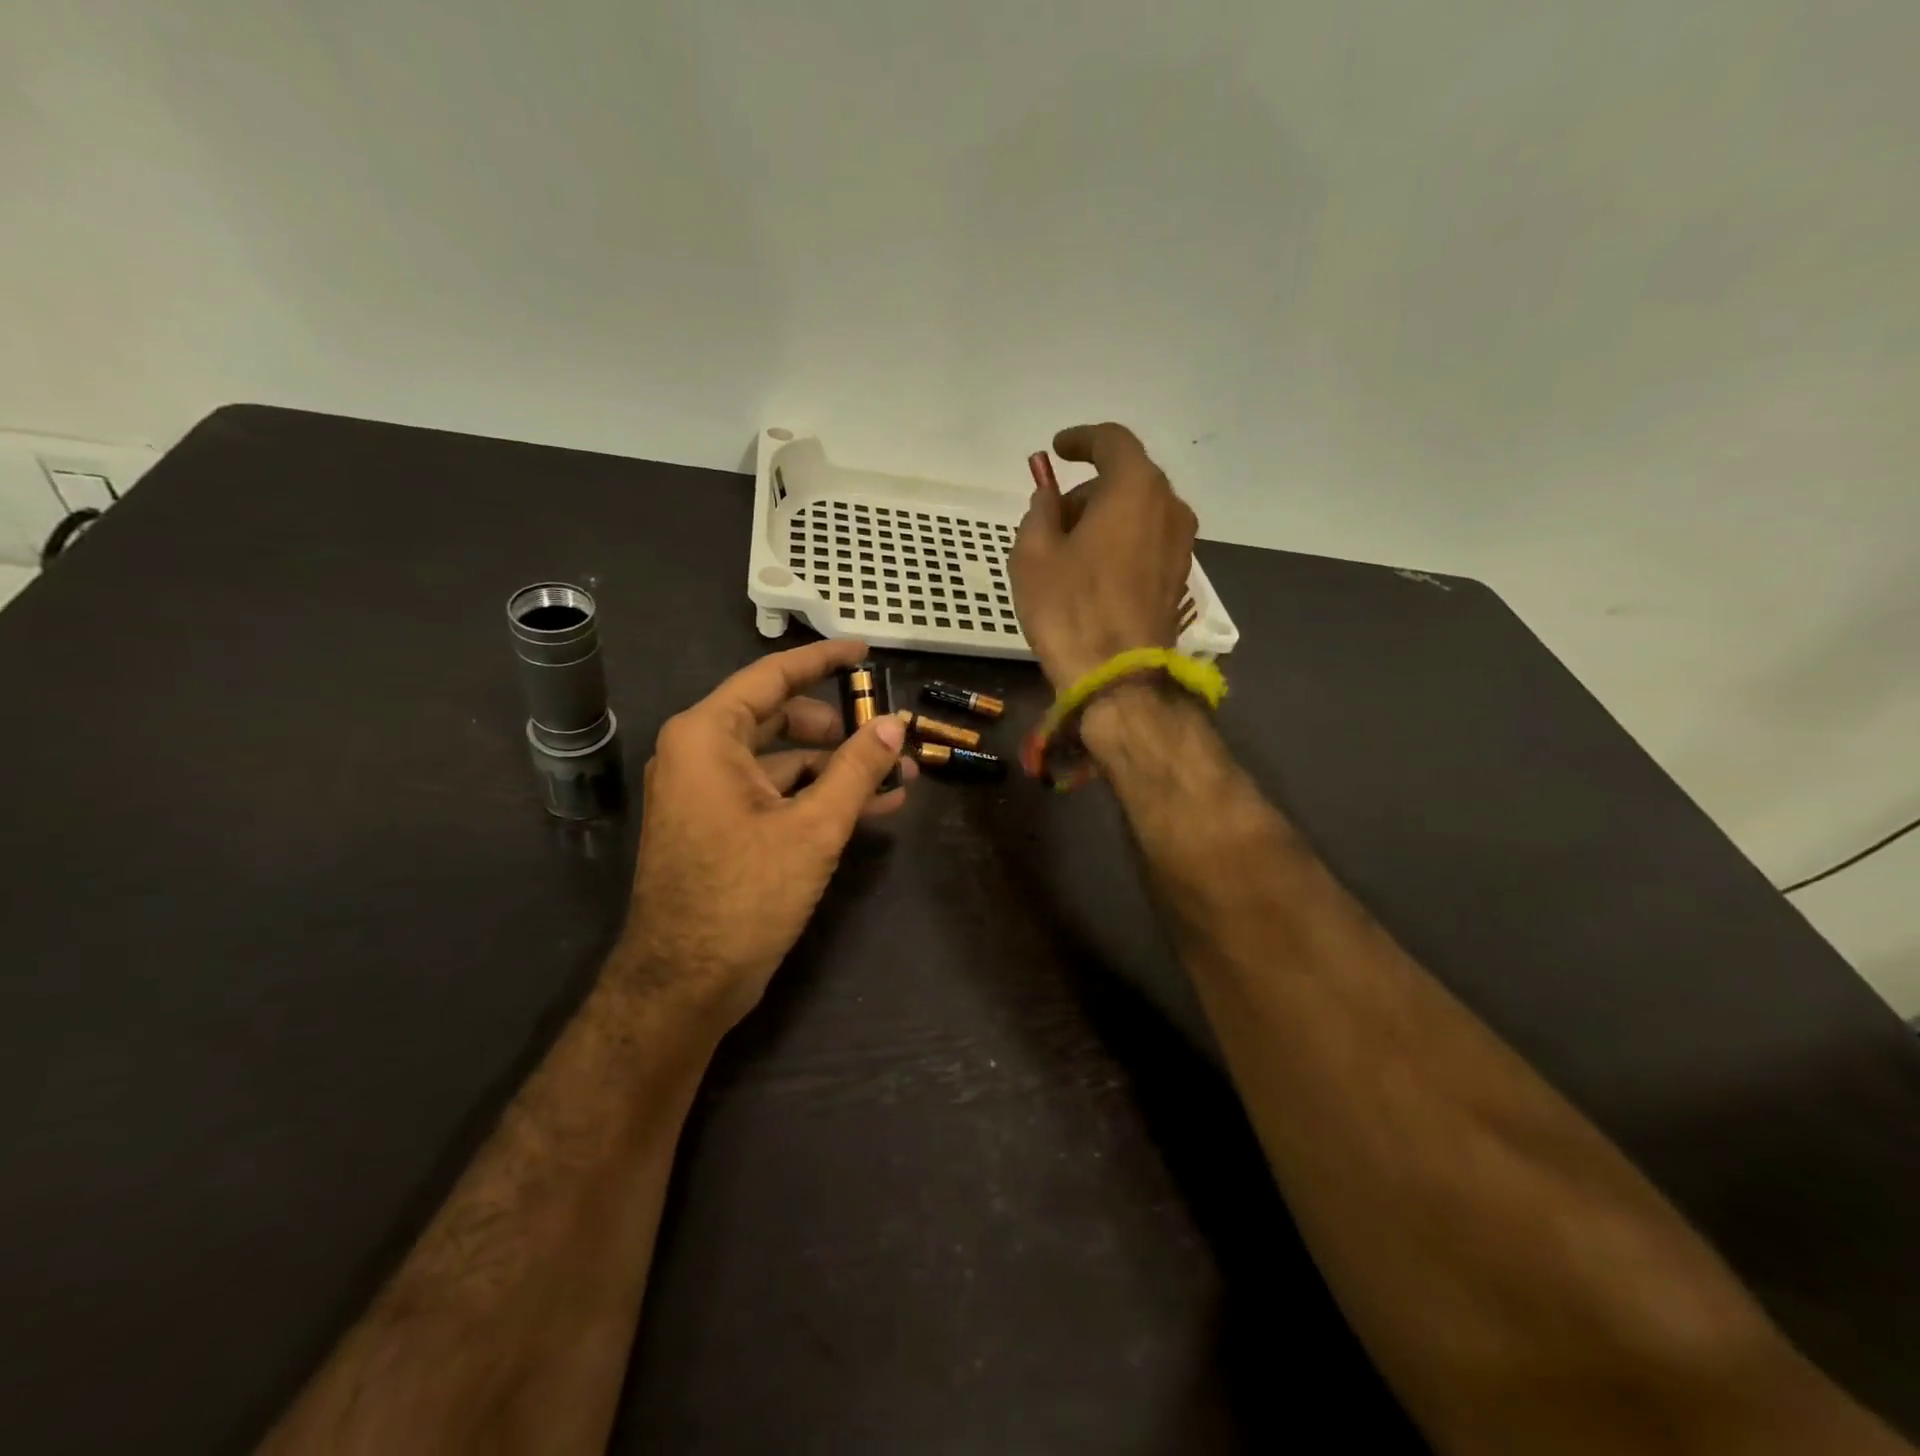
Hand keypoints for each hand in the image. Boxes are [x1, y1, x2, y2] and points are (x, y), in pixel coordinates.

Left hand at [614, 639, 912, 1030]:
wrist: (685, 984)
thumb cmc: (744, 894)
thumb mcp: (814, 827)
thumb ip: (858, 769)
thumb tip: (895, 723)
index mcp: (709, 736)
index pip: (773, 677)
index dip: (823, 660)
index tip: (865, 651)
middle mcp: (702, 754)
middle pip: (782, 719)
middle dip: (842, 728)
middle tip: (892, 734)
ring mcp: (710, 793)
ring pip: (785, 761)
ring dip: (840, 768)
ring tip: (901, 776)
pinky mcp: (723, 827)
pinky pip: (777, 794)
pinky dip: (820, 796)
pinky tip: (874, 807)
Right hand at [1010, 423, 1197, 688]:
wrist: (1118, 677)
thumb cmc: (1069, 609)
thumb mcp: (1032, 554)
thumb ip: (1039, 510)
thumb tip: (1050, 496)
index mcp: (1135, 488)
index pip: (1112, 441)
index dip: (1081, 440)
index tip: (1056, 450)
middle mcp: (1169, 507)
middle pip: (1126, 478)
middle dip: (1087, 489)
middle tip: (1050, 517)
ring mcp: (1181, 545)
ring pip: (1138, 511)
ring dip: (1103, 517)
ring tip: (1066, 551)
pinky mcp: (1179, 577)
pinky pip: (1146, 540)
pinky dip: (1119, 541)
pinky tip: (1091, 572)